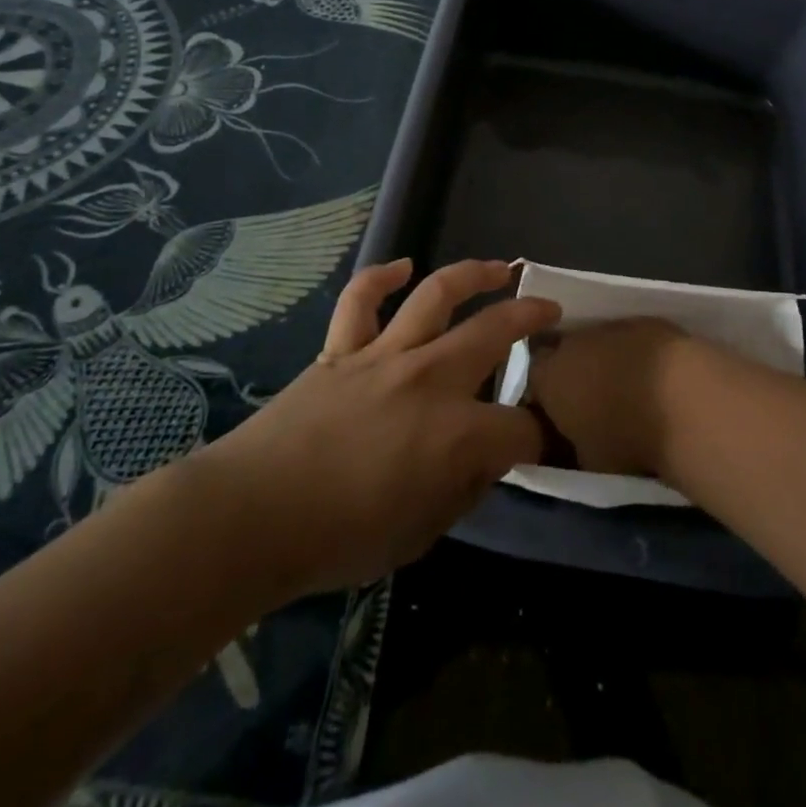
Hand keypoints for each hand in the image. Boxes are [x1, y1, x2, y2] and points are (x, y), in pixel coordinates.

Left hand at [197, 259, 558, 599]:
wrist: (255, 515)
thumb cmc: (341, 538)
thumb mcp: (421, 534)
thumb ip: (462, 490)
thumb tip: (484, 459)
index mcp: (457, 433)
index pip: (521, 428)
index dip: (539, 436)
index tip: (542, 441)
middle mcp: (430, 378)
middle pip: (494, 331)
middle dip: (531, 316)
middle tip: (550, 309)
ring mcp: (384, 355)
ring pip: (436, 295)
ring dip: (473, 274)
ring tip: (499, 268)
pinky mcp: (342, 348)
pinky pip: (361, 299)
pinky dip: (382, 277)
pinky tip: (402, 268)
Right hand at [524, 317, 693, 478]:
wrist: (683, 399)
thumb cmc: (627, 439)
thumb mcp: (587, 461)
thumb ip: (570, 446)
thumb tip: (571, 442)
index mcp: (548, 377)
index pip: (532, 380)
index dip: (545, 396)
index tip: (559, 416)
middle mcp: (571, 343)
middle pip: (563, 353)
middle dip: (574, 373)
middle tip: (593, 401)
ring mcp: (610, 326)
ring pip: (597, 342)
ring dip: (605, 361)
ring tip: (628, 390)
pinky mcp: (645, 320)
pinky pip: (630, 338)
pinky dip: (636, 354)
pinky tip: (655, 376)